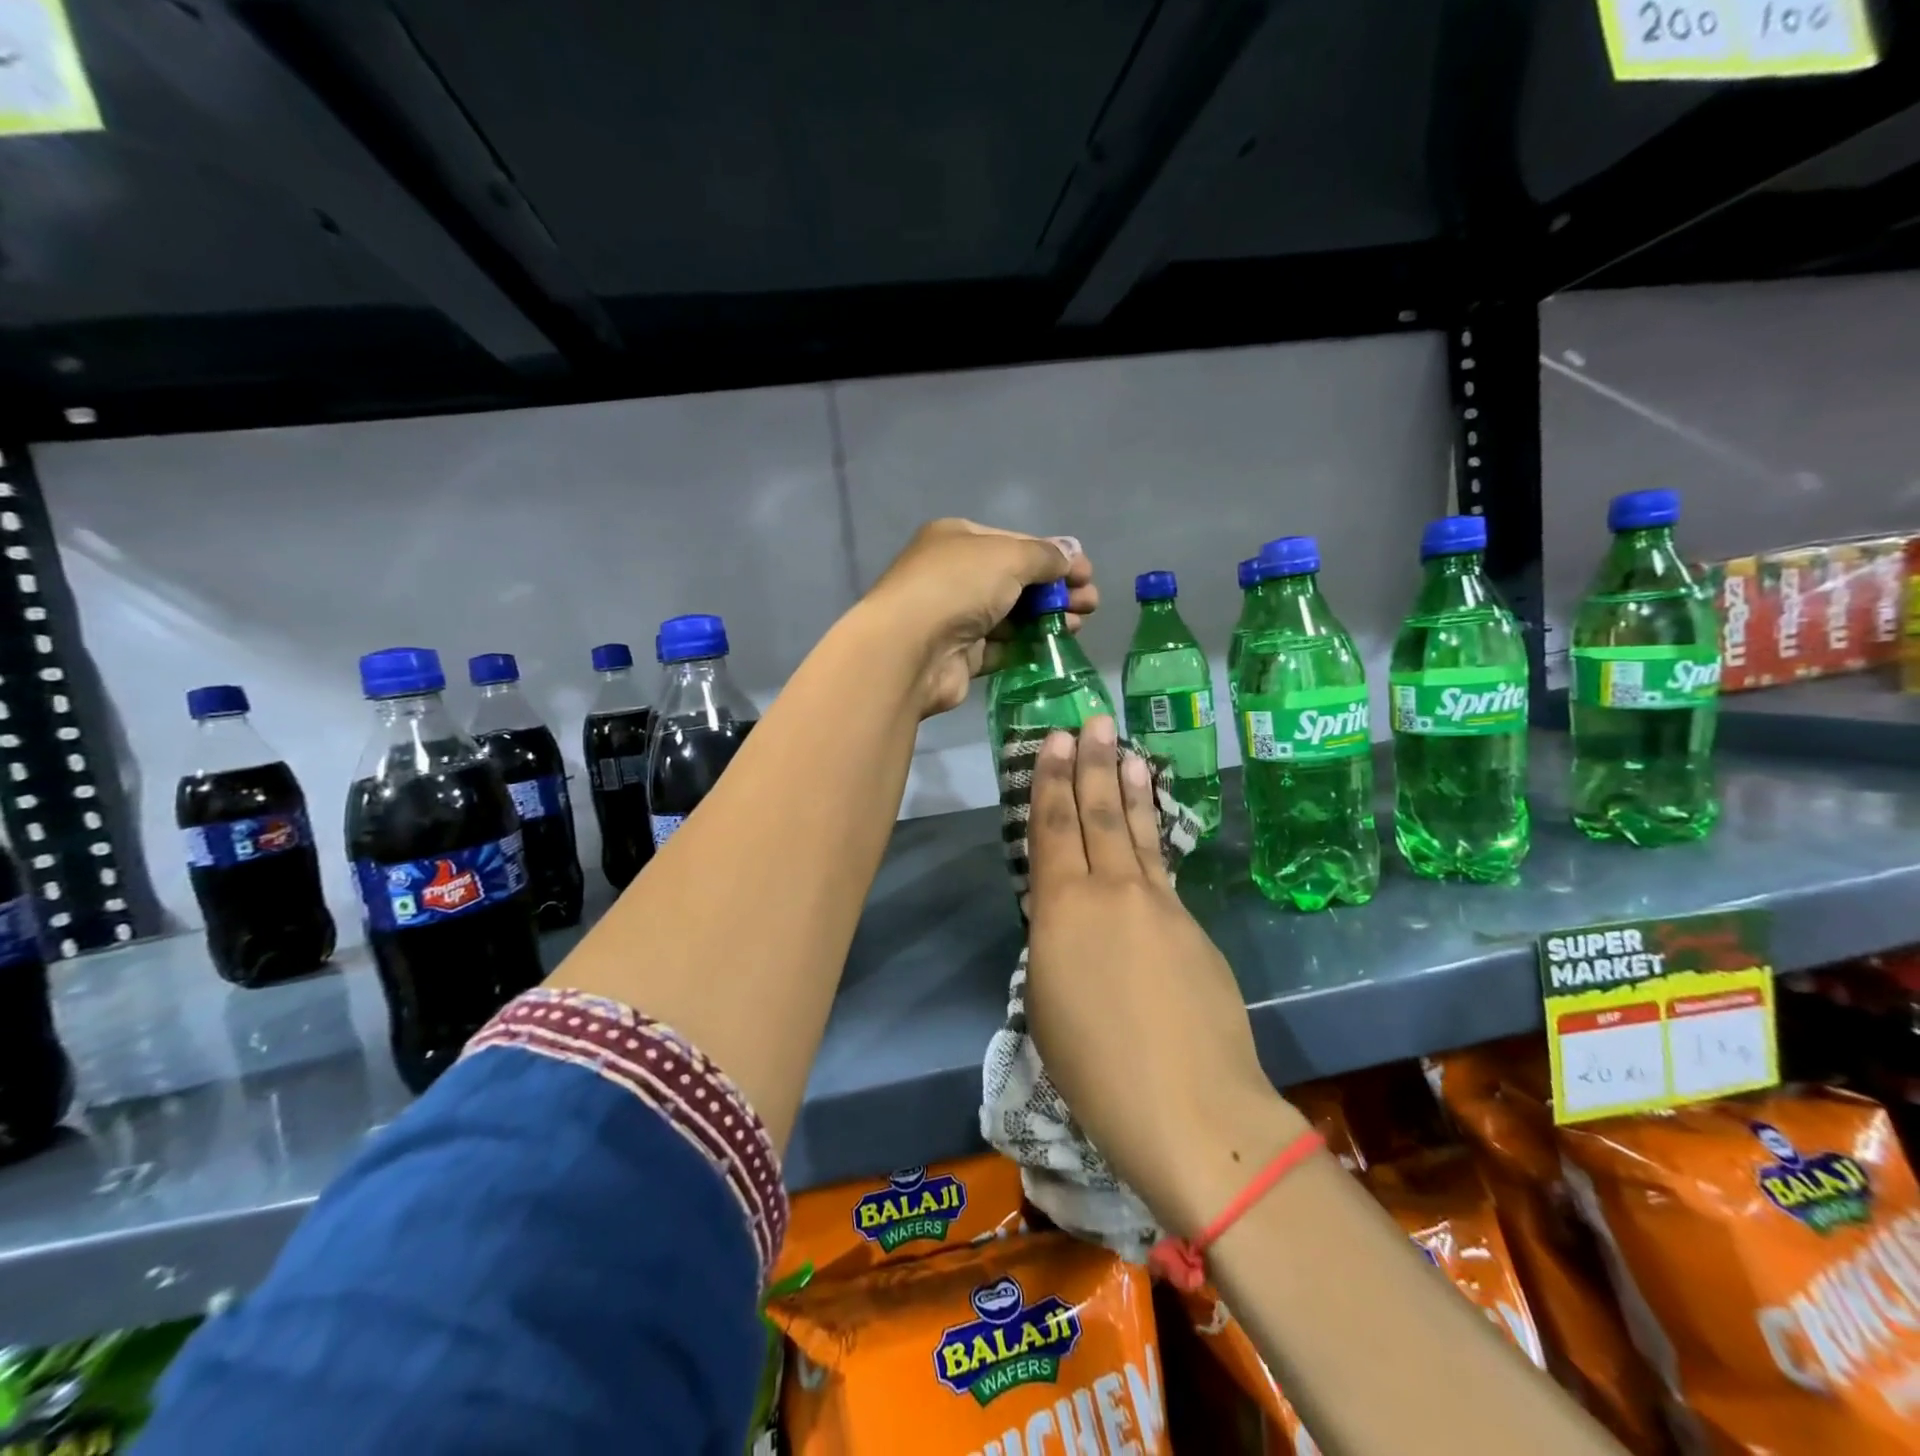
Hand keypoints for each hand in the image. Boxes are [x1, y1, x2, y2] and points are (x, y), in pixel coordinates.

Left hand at [860, 519, 1097, 717]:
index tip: (1087, 574)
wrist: (909, 650)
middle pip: (1015, 581)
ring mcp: (955, 617)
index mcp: (958, 540)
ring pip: (1010, 616)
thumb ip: (1045, 556)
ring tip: (1079, 625)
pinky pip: (1000, 648)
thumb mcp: (1009, 557)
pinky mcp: (960, 656)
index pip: (1015, 543)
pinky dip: (1026, 646)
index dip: (1054, 557)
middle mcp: (954, 575)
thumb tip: (1072, 554)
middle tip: (1090, 604)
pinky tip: (1053, 647)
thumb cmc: (958, 587)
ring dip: (1046, 618)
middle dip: (1055, 590)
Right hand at [1022, 716, 1305, 1236]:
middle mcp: (1111, 891)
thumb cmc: (1094, 1068)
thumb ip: (1056, 943)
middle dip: (1092, 764)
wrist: (1189, 1107)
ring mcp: (1160, 906)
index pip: (1054, 828)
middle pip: (1099, 815)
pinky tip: (1152, 826)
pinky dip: (1154, 837)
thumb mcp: (1048, 1000)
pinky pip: (1163, 869)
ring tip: (1127, 753)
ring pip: (1139, 834)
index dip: (1051, 782)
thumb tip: (1069, 921)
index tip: (1054, 741)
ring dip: (1130, 789)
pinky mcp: (1193, 928)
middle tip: (1092, 722)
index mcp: (1063, 909)